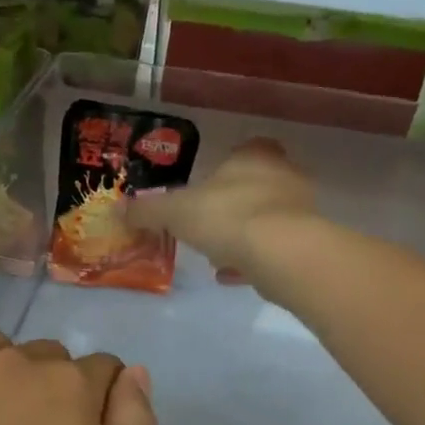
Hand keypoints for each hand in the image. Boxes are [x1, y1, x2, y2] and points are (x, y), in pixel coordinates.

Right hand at [125, 138, 316, 281]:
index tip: (209, 184)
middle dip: (234, 202)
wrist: (281, 253)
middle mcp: (283, 175)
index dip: (228, 165)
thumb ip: (147, 210)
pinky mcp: (307, 243)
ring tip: (217, 254)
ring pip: (268, 218)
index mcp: (254, 156)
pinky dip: (254, 260)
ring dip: (244, 234)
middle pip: (259, 184)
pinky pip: (275, 249)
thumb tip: (118, 209)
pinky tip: (232, 276)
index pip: (247, 149)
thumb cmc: (226, 215)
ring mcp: (301, 210)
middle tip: (208, 222)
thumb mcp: (175, 211)